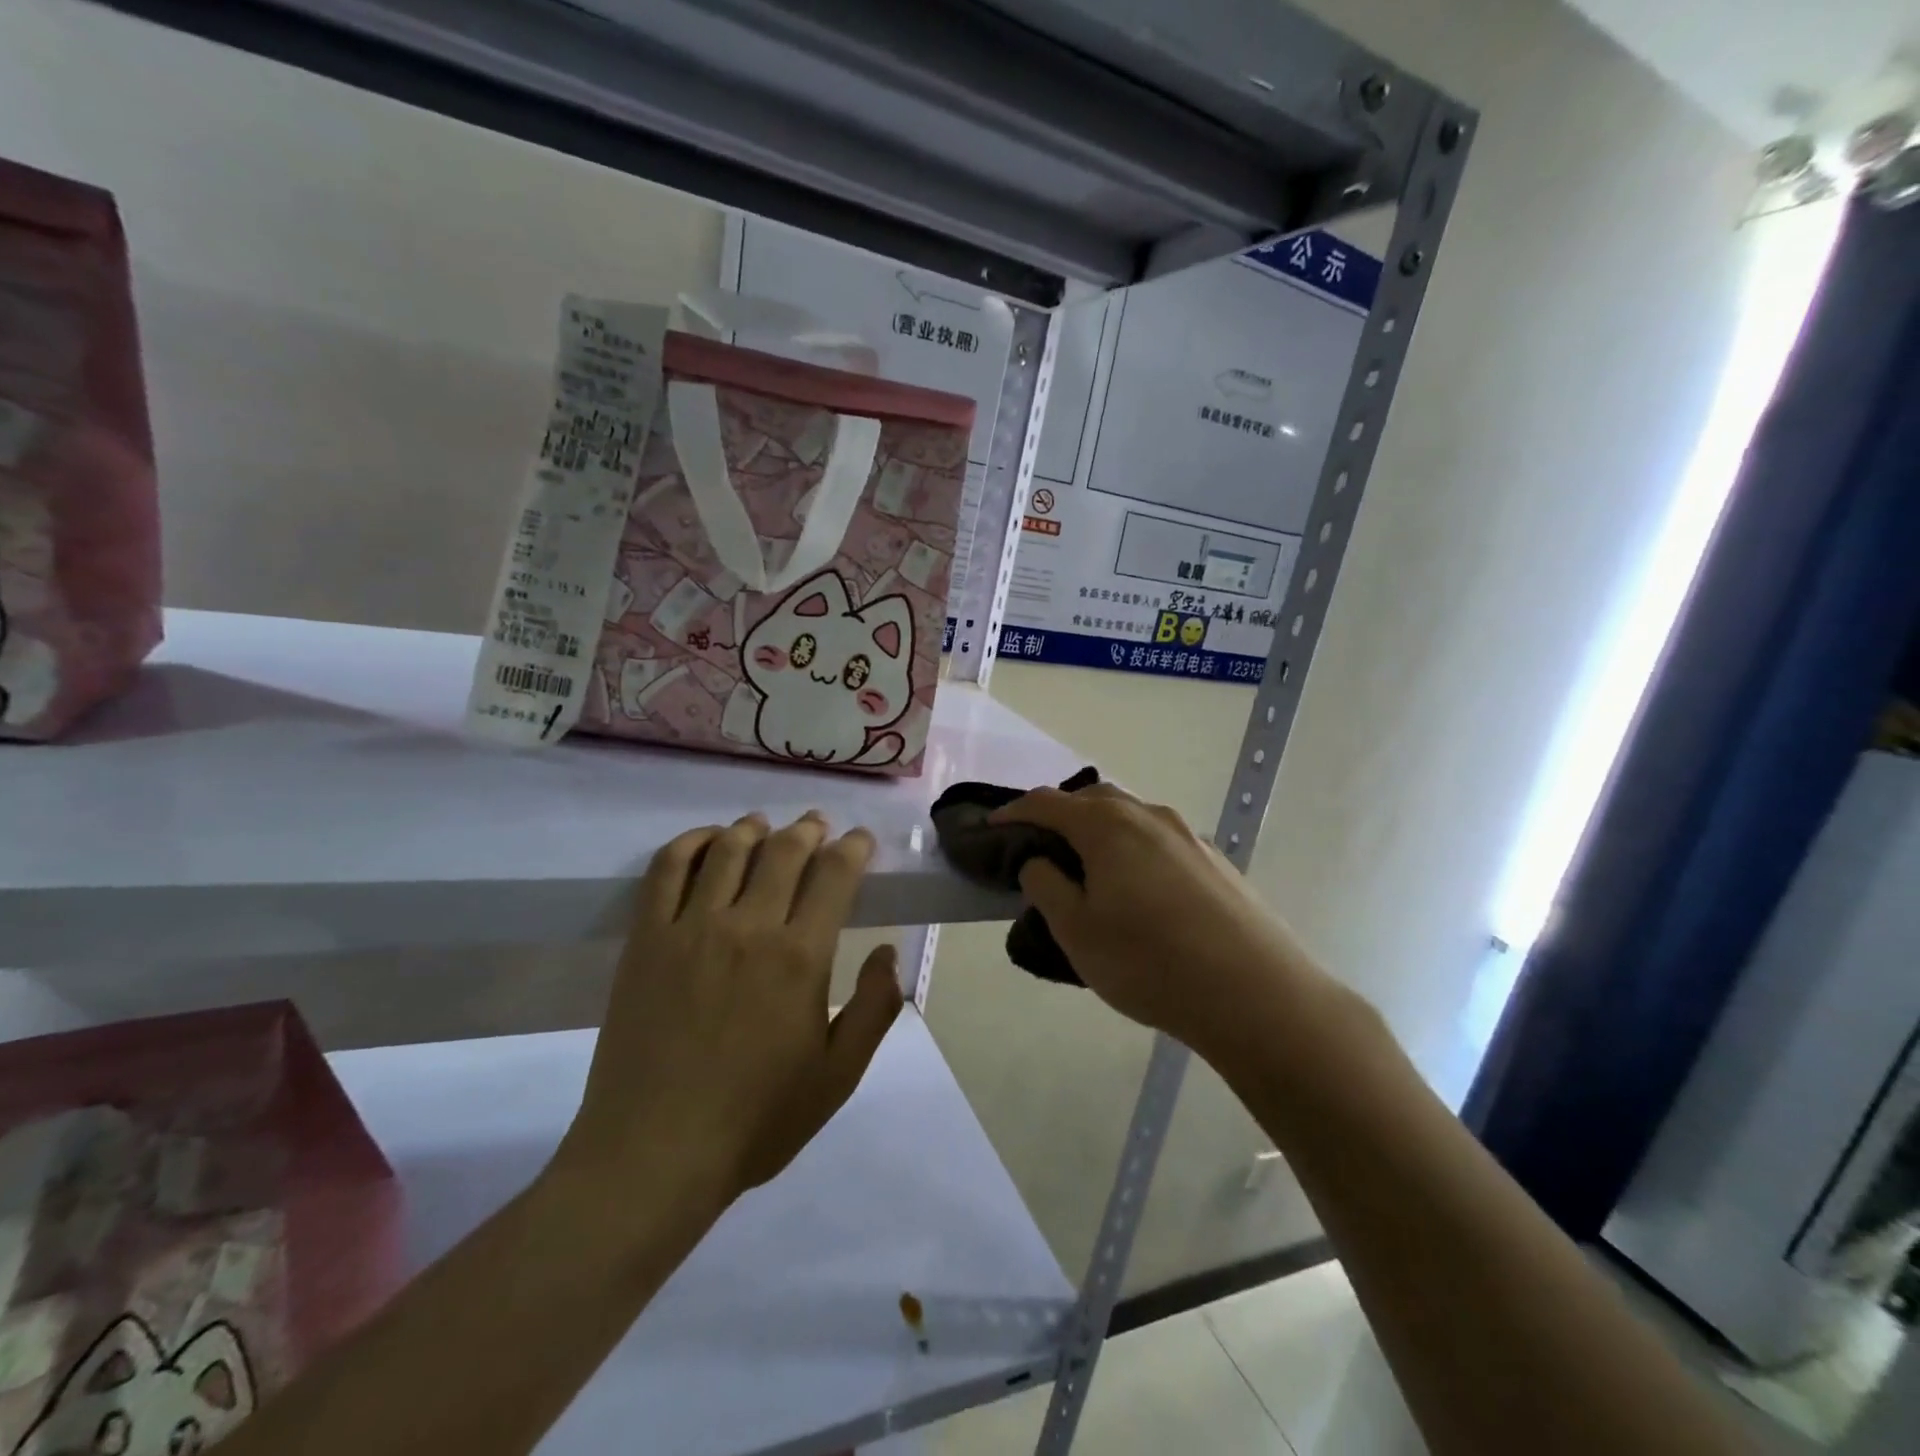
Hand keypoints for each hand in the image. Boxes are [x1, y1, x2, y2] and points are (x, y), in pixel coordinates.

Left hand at [557, 812, 902, 1204]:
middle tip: (818, 825)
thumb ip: (874, 1007)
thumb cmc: (756, 1119)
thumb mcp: (838, 1076)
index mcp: (801, 956)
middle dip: (809, 829)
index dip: (854, 847)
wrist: (654, 1154)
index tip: (861, 840)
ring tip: (764, 825)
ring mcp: (691, 928)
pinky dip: (691, 842)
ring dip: (754, 828)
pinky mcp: (647, 940)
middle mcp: (749, 926)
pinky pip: (668, 869)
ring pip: (729, 849)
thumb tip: (887, 951)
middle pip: (784, 850)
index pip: (835, 874)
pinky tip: (707, 841)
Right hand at [992, 785, 1333, 1058]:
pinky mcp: (1215, 860)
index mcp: (1108, 826)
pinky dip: (1133, 849)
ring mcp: (1188, 835)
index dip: (1014, 811)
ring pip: (1131, 818)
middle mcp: (1148, 816)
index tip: (992, 827)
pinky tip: (1139, 888)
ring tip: (1088, 869)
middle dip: (1060, 815)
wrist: (1255, 993)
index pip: (1048, 803)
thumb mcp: (1076, 931)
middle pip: (1093, 800)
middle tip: (1041, 846)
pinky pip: (1159, 840)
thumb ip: (1046, 886)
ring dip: (1100, 831)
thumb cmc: (1149, 961)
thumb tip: (1039, 860)